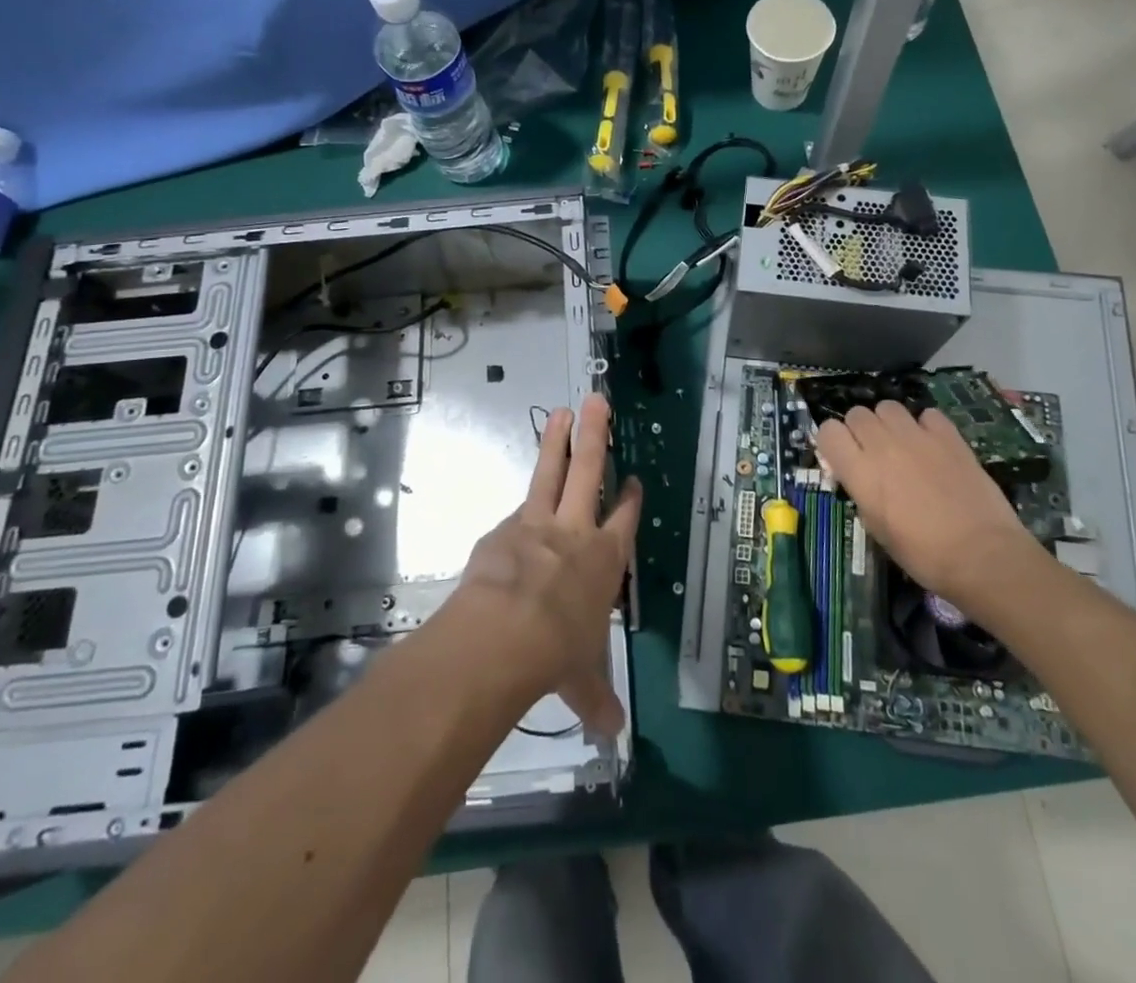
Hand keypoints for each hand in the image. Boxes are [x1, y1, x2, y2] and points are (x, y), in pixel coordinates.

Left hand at [450, 394, 640, 735]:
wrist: (504, 635)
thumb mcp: (582, 680)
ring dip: (557, 442)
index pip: (624, 520)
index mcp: (605, 560)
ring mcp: (536, 524)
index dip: (630, 499)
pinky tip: (515, 515)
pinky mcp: (501, 530)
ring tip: (562, 411)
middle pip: (589, 471)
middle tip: (597, 399)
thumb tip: (613, 736)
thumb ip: (596, 699)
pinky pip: (514, 514)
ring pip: (550, 472)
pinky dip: (518, 510)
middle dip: (596, 435)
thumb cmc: (557, 653)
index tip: (634, 479)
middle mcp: (575, 531)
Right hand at [815, 401, 1043, 620]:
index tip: (842, 458)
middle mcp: (883, 446)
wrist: (982, 555)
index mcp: (861, 472)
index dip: (833, 442)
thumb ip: (862, 492)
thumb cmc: (923, 555)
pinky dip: (925, 425)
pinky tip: (932, 445)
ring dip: (889, 422)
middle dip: (860, 430)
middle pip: (857, 414)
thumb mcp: (877, 529)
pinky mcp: (949, 436)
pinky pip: (926, 414)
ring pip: (888, 406)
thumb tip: (860, 477)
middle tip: (873, 453)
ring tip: (901, 443)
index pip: (828, 431)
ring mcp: (917, 436)